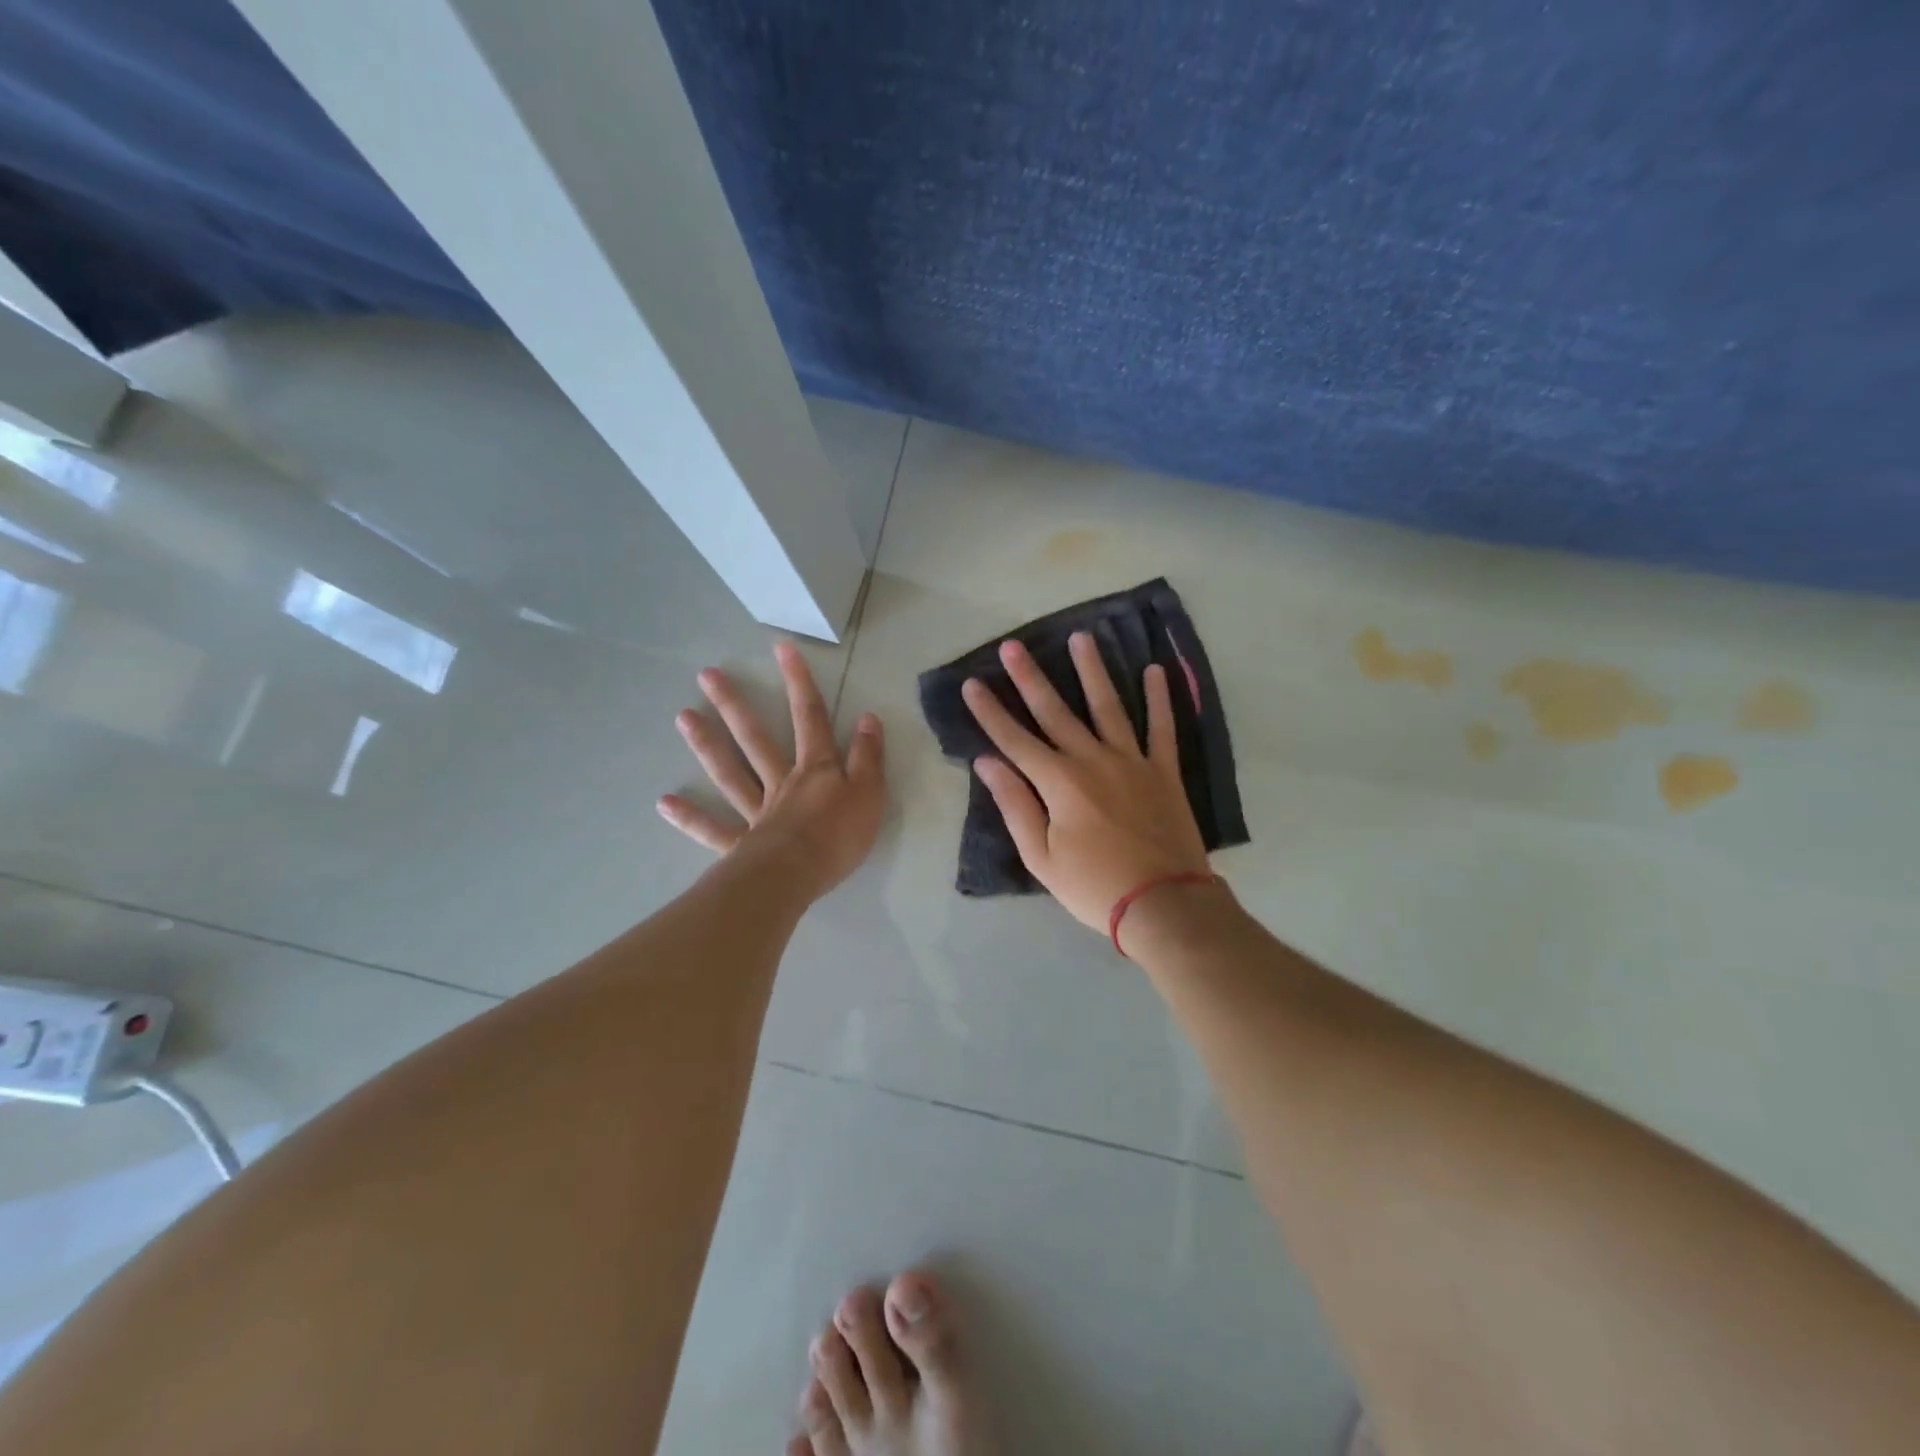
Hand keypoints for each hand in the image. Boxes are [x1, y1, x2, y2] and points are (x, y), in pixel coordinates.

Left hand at [658, 641, 885, 899]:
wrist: (798, 876)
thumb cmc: (839, 836)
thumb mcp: (870, 794)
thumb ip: (868, 757)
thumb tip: (868, 718)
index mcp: (816, 770)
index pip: (810, 718)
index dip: (799, 683)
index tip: (781, 648)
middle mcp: (781, 783)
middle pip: (756, 739)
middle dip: (735, 705)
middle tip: (707, 676)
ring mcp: (756, 812)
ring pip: (730, 773)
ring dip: (707, 745)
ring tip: (682, 717)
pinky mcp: (741, 845)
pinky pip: (712, 829)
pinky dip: (690, 817)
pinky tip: (664, 802)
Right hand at [963, 633, 1209, 932]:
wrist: (1164, 904)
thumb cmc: (1093, 887)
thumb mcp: (1041, 857)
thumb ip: (1015, 805)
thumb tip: (987, 763)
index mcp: (1058, 782)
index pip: (1014, 739)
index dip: (990, 712)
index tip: (971, 683)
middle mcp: (1092, 760)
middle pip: (1055, 712)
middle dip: (1029, 678)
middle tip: (1013, 645)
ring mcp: (1132, 761)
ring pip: (1108, 706)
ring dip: (1092, 671)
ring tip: (1081, 638)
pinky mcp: (1164, 771)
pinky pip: (1162, 727)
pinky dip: (1159, 699)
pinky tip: (1155, 671)